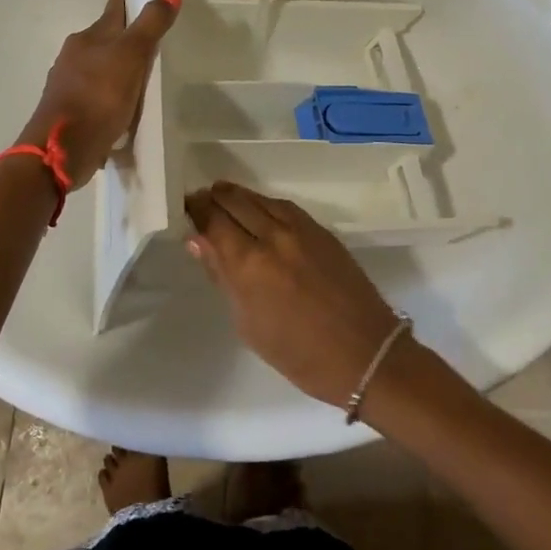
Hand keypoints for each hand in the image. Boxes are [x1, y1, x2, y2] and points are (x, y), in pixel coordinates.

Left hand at [18, 0, 179, 186]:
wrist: (62, 148)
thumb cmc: (99, 96)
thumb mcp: (131, 56)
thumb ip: (151, 25)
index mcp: (88, 38)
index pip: (110, 14)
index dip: (121, 4)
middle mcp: (74, 57)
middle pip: (100, 39)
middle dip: (116, 36)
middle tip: (139, 36)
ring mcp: (68, 85)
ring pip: (94, 67)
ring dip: (110, 67)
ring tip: (132, 71)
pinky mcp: (70, 112)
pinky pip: (93, 94)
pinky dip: (105, 93)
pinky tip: (117, 104)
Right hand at [184, 181, 407, 407]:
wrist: (365, 353)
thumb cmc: (299, 354)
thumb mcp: (248, 323)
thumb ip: (223, 277)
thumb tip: (198, 241)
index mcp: (250, 264)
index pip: (214, 221)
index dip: (196, 209)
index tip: (185, 205)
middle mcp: (274, 237)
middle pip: (236, 202)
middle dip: (214, 198)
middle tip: (200, 199)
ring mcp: (302, 230)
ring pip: (261, 199)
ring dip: (239, 195)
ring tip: (223, 195)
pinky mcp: (322, 231)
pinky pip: (286, 207)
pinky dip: (266, 202)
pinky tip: (259, 207)